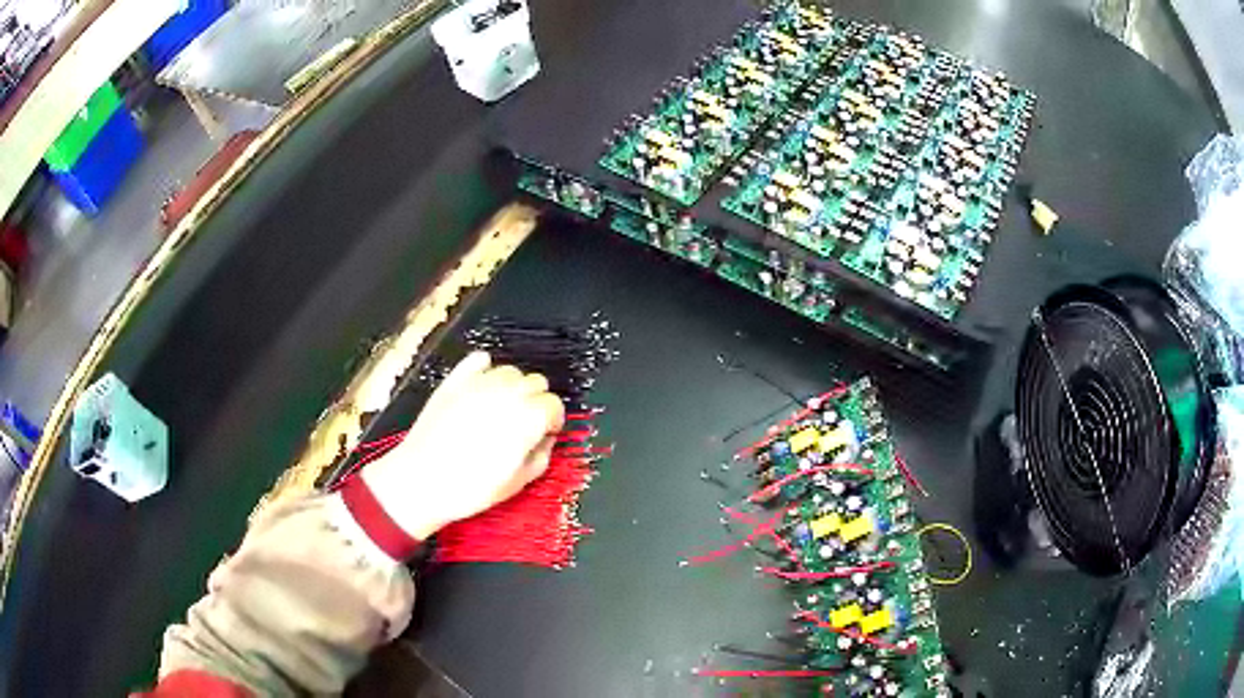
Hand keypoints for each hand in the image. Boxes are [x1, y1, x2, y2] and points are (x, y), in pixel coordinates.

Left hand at [360, 351, 564, 539]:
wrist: (422, 480)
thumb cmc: (470, 487)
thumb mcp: (518, 482)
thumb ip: (541, 456)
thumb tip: (544, 441)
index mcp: (528, 418)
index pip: (555, 405)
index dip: (553, 420)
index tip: (546, 433)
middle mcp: (508, 393)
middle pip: (537, 382)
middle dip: (537, 401)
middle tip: (526, 423)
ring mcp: (479, 383)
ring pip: (511, 371)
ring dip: (514, 387)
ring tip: (503, 408)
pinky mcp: (455, 380)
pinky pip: (479, 360)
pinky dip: (486, 370)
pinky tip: (483, 389)